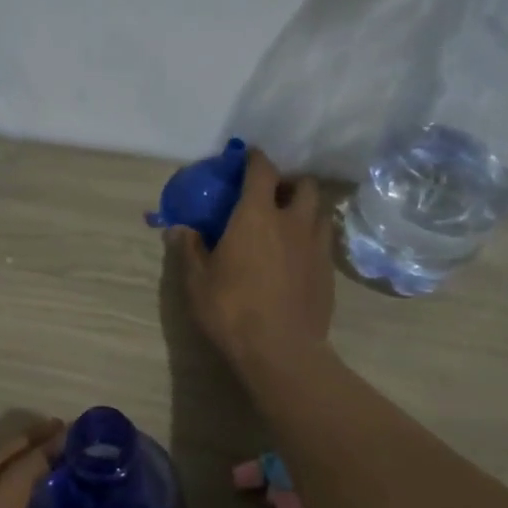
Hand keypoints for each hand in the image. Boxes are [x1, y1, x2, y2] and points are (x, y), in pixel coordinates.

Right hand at [169, 147, 334, 383]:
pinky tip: (297, 258)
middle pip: (304, 185)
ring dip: (306, 210)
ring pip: (320, 212)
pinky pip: (324, 242)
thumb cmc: (231, 309)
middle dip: (289, 183)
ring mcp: (316, 246)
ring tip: (288, 224)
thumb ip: (189, 249)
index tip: (248, 157)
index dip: (255, 159)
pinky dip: (312, 239)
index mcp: (257, 215)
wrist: (281, 350)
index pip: (263, 170)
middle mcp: (293, 222)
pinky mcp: (328, 272)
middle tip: (272, 196)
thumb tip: (179, 229)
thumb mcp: (197, 281)